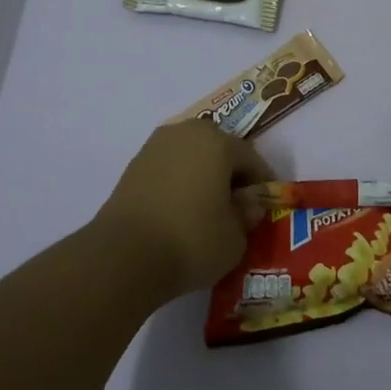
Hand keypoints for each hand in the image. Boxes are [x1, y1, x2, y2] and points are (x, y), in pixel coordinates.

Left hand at [93, 121, 273, 299]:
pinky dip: (180, 183)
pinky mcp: (133, 167)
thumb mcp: (236, 237)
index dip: (262, 182)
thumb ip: (248, 215)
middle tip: (237, 204)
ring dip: (203, 175)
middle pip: (219, 149)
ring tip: (208, 208)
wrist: (123, 257)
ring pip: (191, 156)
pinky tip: (181, 211)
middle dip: (231, 173)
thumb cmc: (191, 240)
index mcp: (217, 142)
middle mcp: (186, 133)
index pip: (251, 158)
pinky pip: (169, 169)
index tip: (267, 204)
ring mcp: (155, 147)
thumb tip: (247, 204)